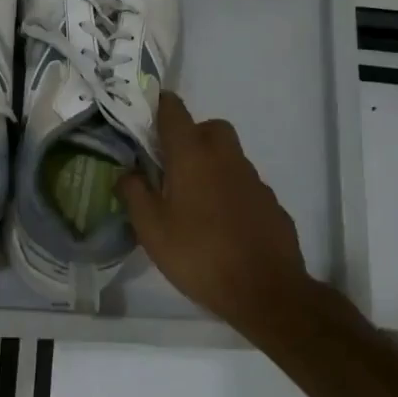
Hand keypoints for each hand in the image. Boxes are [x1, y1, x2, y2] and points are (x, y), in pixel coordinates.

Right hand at [118, 92, 317, 331]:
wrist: (265, 291)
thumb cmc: (198, 254)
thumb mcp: (151, 229)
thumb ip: (134, 193)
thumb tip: (127, 172)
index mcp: (192, 156)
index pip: (174, 111)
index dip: (159, 105)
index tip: (145, 113)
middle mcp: (225, 158)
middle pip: (209, 127)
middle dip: (190, 135)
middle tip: (171, 164)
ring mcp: (253, 179)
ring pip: (228, 156)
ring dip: (210, 164)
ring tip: (192, 200)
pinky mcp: (270, 202)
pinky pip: (243, 184)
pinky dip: (229, 191)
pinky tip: (220, 223)